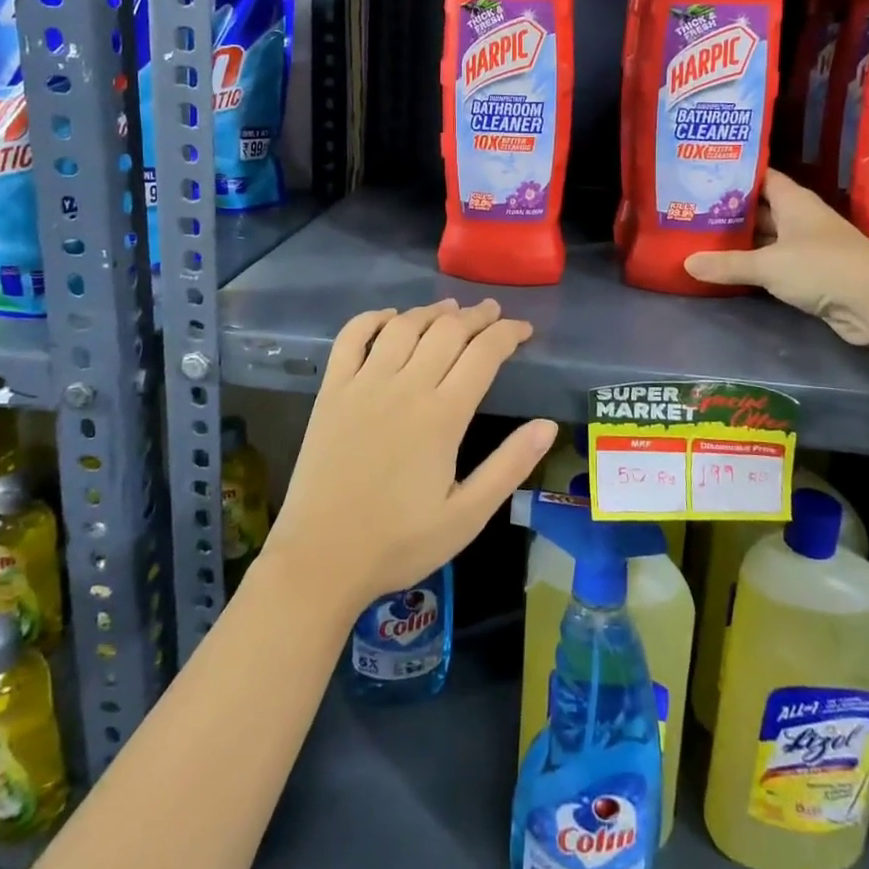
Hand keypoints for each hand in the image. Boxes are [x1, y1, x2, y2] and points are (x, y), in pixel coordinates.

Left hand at [262, 299, 557, 615]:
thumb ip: (509, 466)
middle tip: (492, 313)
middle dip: (476, 316)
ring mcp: (363, 384)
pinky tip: (389, 318)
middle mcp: (405, 387)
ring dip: (431, 311)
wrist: (320, 559)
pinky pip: (351, 337)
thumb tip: (548, 426)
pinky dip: (372, 318)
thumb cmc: (399, 542)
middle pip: (447, 331)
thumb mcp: (467, 516)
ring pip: (404, 326)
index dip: (508, 333)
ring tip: (450, 309)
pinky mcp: (331, 391)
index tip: (524, 329)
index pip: (484, 353)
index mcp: (443, 416)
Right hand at [683, 170, 868, 343]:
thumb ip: (727, 264)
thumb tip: (687, 263)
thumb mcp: (768, 265)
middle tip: (693, 210)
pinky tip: (730, 268)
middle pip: (762, 208)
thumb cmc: (821, 267)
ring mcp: (808, 246)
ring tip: (703, 238)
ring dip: (742, 240)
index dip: (737, 175)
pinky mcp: (812, 273)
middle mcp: (802, 218)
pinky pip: (776, 263)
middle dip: (732, 210)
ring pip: (768, 237)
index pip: (762, 177)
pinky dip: (756, 264)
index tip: (705, 175)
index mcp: (794, 201)